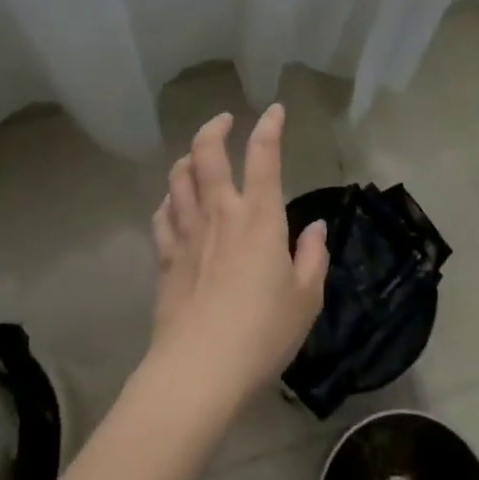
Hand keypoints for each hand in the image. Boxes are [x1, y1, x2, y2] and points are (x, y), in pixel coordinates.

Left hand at [148, 106, 329, 412]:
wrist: (199, 369)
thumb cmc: (262, 332)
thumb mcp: (306, 298)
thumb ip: (313, 257)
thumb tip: (316, 228)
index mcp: (258, 217)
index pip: (264, 156)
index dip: (269, 126)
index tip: (274, 110)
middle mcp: (219, 213)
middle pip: (206, 153)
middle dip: (214, 128)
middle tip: (224, 120)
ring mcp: (186, 233)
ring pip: (177, 178)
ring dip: (187, 158)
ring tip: (196, 157)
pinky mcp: (164, 257)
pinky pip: (161, 215)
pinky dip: (169, 201)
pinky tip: (174, 205)